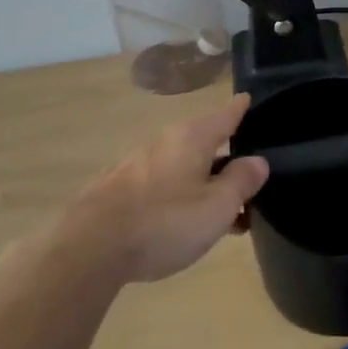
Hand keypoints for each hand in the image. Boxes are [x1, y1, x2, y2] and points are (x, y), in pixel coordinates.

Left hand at [56, 94, 270, 284]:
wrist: (89, 249)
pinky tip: (182, 224)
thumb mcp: (217, 206)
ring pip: (182, 167)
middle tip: (250, 182)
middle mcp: (163, 142)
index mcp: (191, 138)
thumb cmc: (164, 222)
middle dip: (226, 159)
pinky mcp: (117, 190)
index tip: (252, 100)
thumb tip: (258, 161)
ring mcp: (136, 165)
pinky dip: (179, 197)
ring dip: (203, 184)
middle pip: (203, 142)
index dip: (242, 108)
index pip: (225, 114)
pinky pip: (161, 186)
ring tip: (221, 213)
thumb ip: (241, 181)